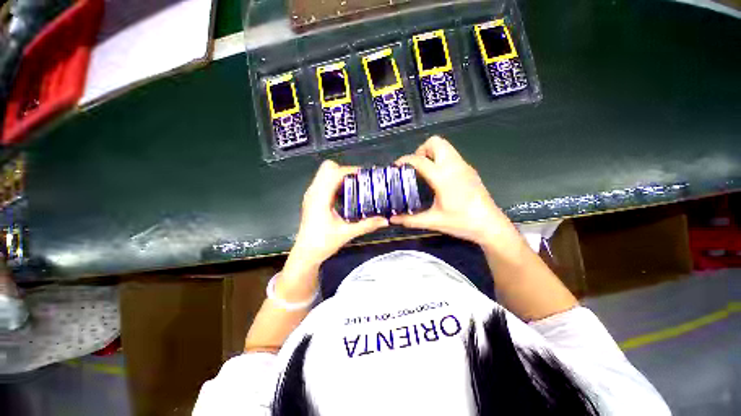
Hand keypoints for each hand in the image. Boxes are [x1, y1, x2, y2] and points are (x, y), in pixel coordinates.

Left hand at [290, 160, 388, 267]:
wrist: (306, 253)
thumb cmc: (323, 243)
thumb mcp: (347, 233)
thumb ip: (366, 225)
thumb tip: (385, 220)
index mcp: (320, 197)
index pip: (334, 173)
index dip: (350, 170)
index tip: (365, 176)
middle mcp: (314, 192)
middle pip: (327, 167)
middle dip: (345, 170)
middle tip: (360, 181)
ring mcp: (311, 194)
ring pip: (324, 173)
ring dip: (340, 175)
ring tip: (356, 186)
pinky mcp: (312, 199)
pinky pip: (324, 182)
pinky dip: (336, 182)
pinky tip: (347, 195)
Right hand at [391, 136, 516, 245]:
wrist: (490, 225)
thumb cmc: (461, 222)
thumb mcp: (433, 222)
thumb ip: (410, 220)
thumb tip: (393, 219)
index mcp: (442, 177)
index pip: (419, 160)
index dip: (405, 160)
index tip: (396, 166)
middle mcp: (453, 166)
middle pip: (435, 142)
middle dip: (421, 150)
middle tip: (414, 167)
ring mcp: (463, 165)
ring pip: (445, 146)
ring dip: (431, 152)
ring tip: (424, 171)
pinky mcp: (469, 169)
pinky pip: (451, 154)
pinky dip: (440, 158)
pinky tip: (438, 177)